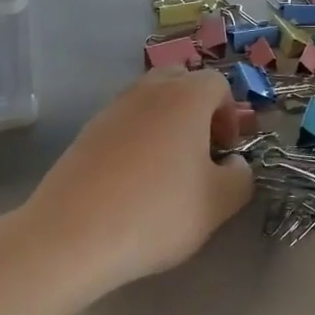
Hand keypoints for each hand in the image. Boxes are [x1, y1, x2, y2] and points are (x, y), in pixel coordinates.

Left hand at [22, 70, 254, 292]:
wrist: (74, 233)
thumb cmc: (157, 212)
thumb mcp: (218, 203)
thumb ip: (241, 177)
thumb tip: (234, 165)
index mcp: (186, 96)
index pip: (218, 83)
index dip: (230, 115)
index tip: (226, 153)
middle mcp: (148, 90)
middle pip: (181, 81)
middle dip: (197, 109)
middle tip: (200, 151)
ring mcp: (112, 108)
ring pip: (150, 100)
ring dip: (166, 123)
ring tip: (167, 169)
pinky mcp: (87, 131)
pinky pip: (124, 121)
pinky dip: (137, 138)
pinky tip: (134, 180)